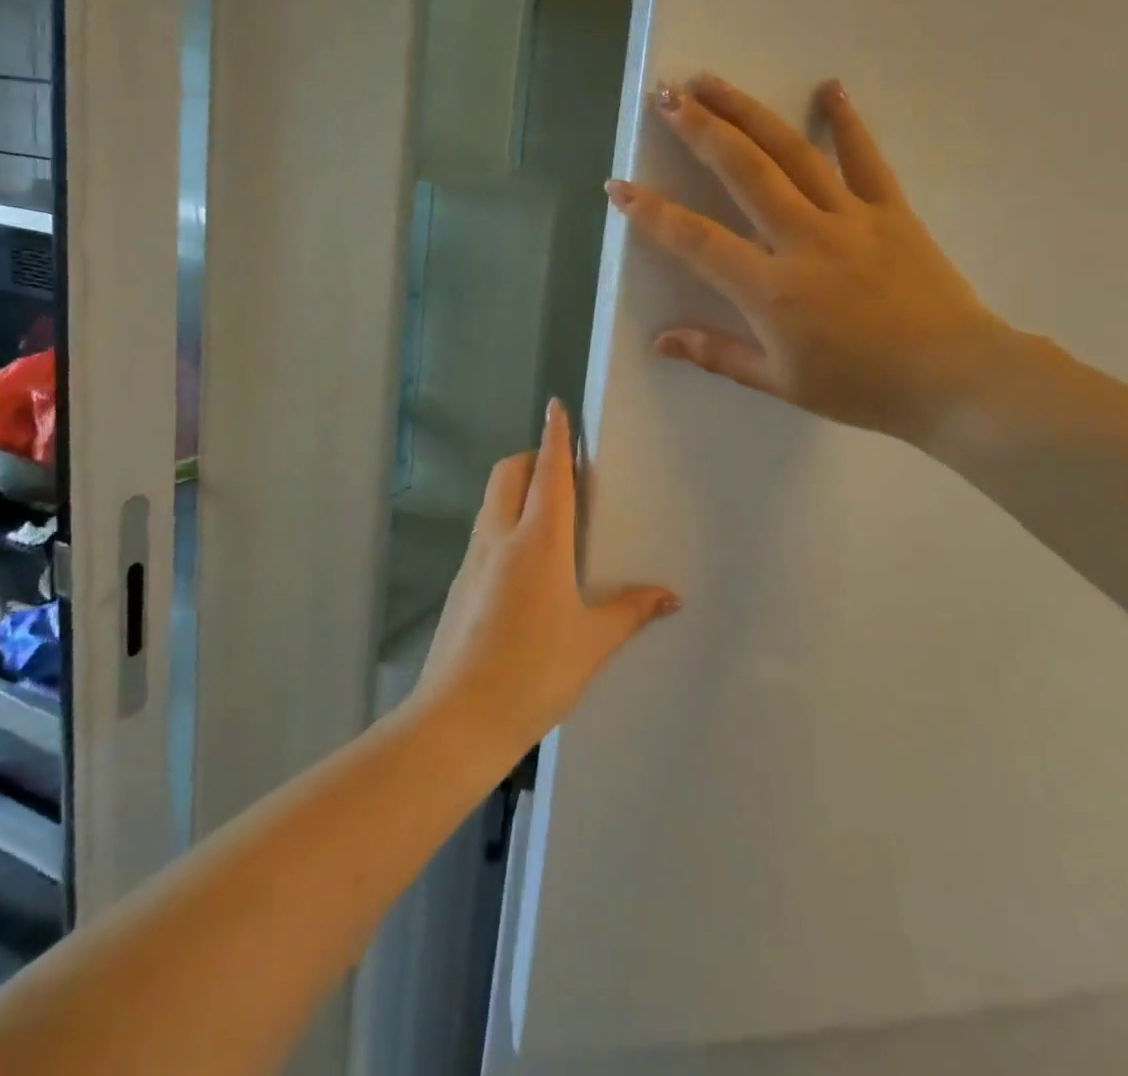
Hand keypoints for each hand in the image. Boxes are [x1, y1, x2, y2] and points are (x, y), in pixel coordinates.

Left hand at [416, 400, 680, 754]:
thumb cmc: (534, 673)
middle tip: (562, 473)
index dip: (555, 436)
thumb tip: (670, 596)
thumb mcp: (592, 643)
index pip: (548, 472)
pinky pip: (484, 534)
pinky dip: (504, 524)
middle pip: (508, 474)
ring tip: (549, 517)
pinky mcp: (459, 585)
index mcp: (538, 541)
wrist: (457, 721)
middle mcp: (500, 538)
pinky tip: (525, 565)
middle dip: (531, 458)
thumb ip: (631, 611)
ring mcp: (473, 560)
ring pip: (492, 502)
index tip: (556, 405)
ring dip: (515, 491)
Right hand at [605, 75, 1006, 442]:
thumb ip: (718, 354)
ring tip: (713, 82)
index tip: (619, 186)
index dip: (652, 213)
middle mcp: (803, 239)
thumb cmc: (860, 387)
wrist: (952, 377)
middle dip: (699, 130)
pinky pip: (864, 158)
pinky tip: (829, 89)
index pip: (696, 240)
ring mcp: (850, 218)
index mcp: (771, 289)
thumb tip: (661, 342)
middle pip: (742, 171)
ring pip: (791, 153)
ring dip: (748, 113)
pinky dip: (845, 122)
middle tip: (665, 96)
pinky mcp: (890, 211)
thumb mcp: (781, 382)